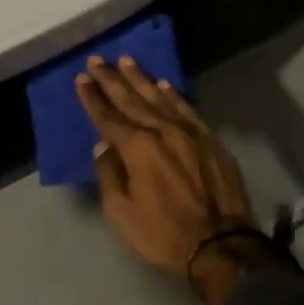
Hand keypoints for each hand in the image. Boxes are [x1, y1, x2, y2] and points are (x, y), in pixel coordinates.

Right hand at [75, 56, 255, 276]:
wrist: (221, 245)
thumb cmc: (164, 234)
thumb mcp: (122, 213)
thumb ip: (110, 175)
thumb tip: (103, 146)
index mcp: (137, 148)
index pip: (108, 117)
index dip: (93, 98)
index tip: (81, 79)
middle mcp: (162, 130)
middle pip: (131, 99)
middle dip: (112, 79)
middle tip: (97, 59)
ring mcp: (189, 131)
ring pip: (160, 96)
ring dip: (141, 78)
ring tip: (127, 60)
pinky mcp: (210, 138)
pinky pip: (187, 107)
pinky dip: (173, 94)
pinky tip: (165, 84)